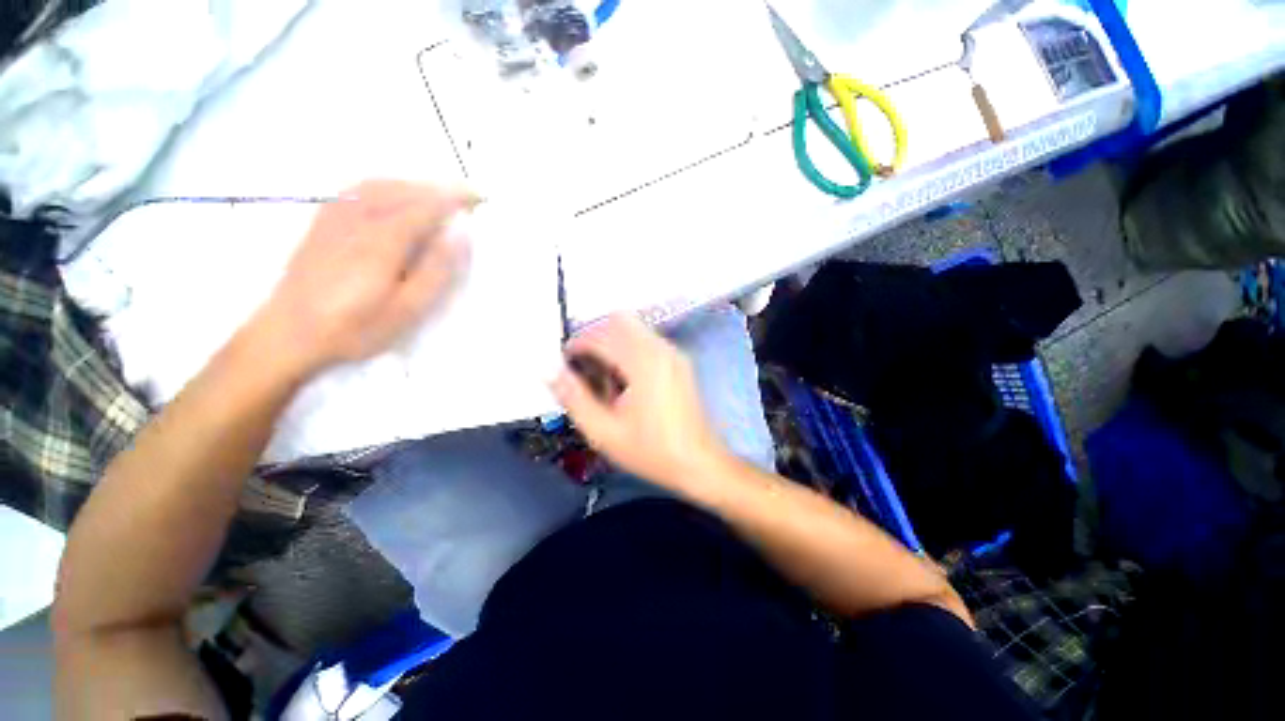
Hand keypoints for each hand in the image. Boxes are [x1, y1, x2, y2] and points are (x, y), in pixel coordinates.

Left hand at [248, 180, 478, 378]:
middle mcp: (358, 219)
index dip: (454, 198)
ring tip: (438, 193)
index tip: (480, 197)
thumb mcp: (407, 309)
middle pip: (403, 189)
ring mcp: (336, 217)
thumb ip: (436, 269)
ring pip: (380, 185)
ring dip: (414, 183)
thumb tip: (460, 233)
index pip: (425, 206)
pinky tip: (394, 194)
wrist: (288, 334)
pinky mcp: (323, 222)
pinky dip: (385, 184)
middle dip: (438, 187)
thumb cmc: (355, 328)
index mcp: (382, 240)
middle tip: (467, 194)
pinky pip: (358, 190)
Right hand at [551, 314, 727, 490]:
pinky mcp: (679, 361)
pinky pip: (646, 340)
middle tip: (581, 367)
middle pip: (618, 320)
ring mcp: (673, 353)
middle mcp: (661, 349)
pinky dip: (627, 349)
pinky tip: (624, 381)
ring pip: (633, 328)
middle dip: (593, 337)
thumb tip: (549, 370)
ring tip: (602, 378)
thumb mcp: (604, 432)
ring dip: (611, 343)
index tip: (564, 363)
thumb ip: (573, 397)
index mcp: (643, 362)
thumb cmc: (652, 452)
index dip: (576, 344)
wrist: (700, 463)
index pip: (601, 333)